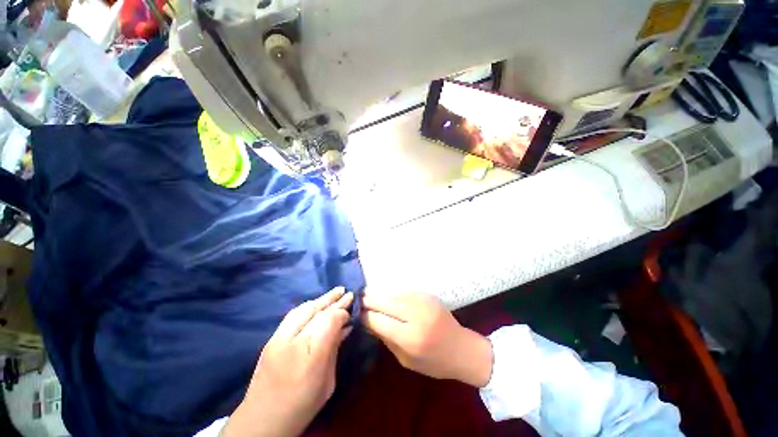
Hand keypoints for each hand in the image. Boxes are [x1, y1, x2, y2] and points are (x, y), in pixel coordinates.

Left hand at [223, 288, 352, 436]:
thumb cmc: (302, 406)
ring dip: (321, 299)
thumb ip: (334, 350)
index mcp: (311, 357)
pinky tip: (317, 304)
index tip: (350, 311)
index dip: (341, 312)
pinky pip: (292, 315)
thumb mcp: (328, 382)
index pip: (329, 320)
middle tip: (347, 291)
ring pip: (303, 309)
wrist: (262, 421)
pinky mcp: (271, 339)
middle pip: (316, 311)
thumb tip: (344, 327)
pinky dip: (308, 306)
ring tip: (335, 292)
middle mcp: (293, 342)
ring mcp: (278, 339)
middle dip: (334, 300)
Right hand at [361, 292, 492, 387]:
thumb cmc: (434, 362)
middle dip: (370, 301)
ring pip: (394, 294)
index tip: (356, 314)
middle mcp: (416, 316)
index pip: (380, 322)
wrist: (462, 349)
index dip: (366, 317)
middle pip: (386, 303)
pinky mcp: (428, 295)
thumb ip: (387, 340)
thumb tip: (369, 323)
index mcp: (411, 338)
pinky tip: (385, 293)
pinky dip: (393, 292)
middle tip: (358, 299)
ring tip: (367, 294)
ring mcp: (424, 302)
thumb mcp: (406, 360)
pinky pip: (405, 291)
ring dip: (379, 294)